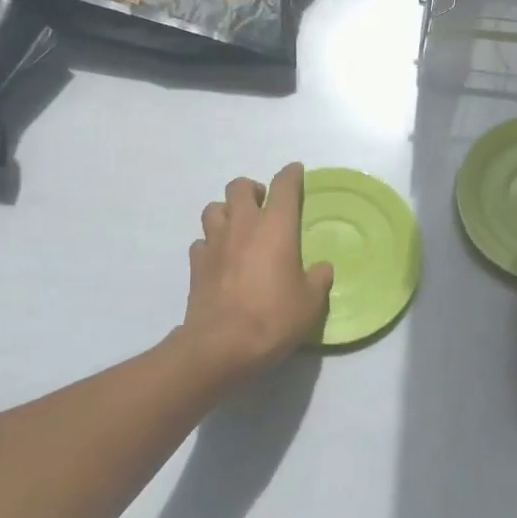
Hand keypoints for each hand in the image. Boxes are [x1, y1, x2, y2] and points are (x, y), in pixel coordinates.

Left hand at [178, 163, 333, 380]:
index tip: (296, 171)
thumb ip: (318, 279)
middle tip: (263, 204)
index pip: (283, 186)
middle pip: (239, 186)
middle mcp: (242, 226)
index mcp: (275, 227)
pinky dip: (211, 243)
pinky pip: (201, 241)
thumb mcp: (310, 302)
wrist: (220, 346)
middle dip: (252, 189)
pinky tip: (220, 258)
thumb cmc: (273, 318)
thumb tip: (321, 268)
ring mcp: (214, 243)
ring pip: (213, 208)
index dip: (291, 175)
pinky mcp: (195, 265)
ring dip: (226, 211)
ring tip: (238, 227)